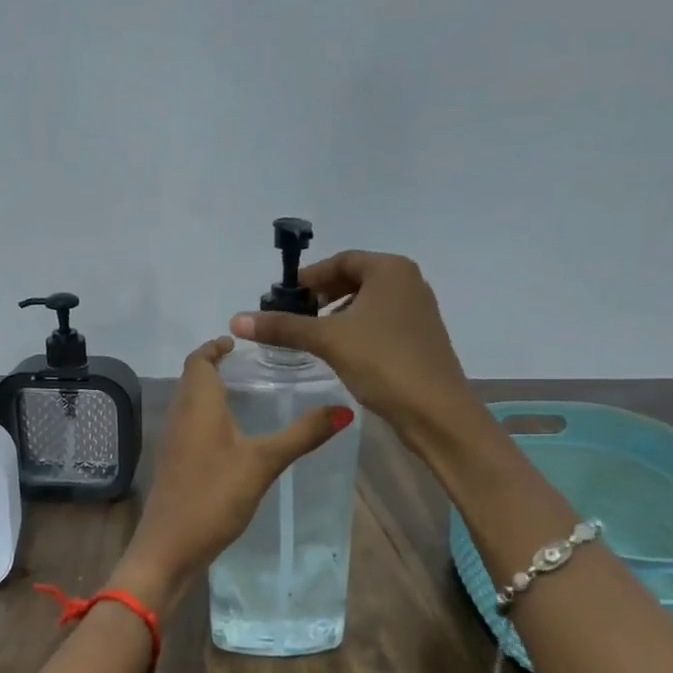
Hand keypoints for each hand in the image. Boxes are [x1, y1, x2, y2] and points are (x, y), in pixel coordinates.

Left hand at [114, 337, 352, 599]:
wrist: (169, 548)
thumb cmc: (214, 496)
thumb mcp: (264, 462)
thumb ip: (302, 434)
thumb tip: (344, 409)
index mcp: (198, 404)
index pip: (198, 360)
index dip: (214, 347)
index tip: (238, 342)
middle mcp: (181, 415)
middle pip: (192, 378)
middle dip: (215, 367)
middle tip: (251, 367)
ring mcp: (174, 441)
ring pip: (191, 403)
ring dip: (212, 392)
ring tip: (247, 395)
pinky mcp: (174, 464)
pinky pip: (191, 426)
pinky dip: (209, 417)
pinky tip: (233, 437)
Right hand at [230, 250, 482, 454]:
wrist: (436, 411)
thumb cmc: (383, 362)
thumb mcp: (328, 340)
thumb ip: (283, 327)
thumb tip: (237, 319)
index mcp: (391, 270)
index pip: (341, 261)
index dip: (309, 277)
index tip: (283, 297)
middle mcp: (409, 282)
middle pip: (355, 279)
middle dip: (322, 296)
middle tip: (294, 316)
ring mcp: (419, 311)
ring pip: (368, 303)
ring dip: (338, 314)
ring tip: (312, 336)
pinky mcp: (421, 338)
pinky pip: (381, 322)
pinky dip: (357, 330)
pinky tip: (341, 352)